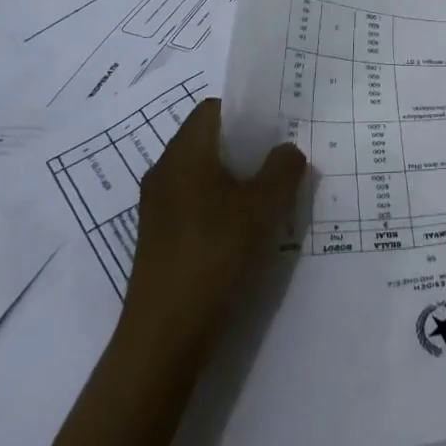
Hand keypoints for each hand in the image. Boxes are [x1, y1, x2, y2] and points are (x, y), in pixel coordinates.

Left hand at [123, 99, 306, 356]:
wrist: (164, 337)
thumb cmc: (215, 255)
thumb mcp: (263, 207)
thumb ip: (283, 169)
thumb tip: (288, 149)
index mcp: (185, 152)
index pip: (214, 108)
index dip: (246, 111)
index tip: (277, 125)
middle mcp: (164, 171)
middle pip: (208, 140)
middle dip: (245, 146)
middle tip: (281, 159)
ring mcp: (157, 207)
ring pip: (201, 174)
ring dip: (234, 178)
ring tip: (269, 195)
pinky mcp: (157, 239)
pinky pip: (193, 203)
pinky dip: (219, 205)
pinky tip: (245, 230)